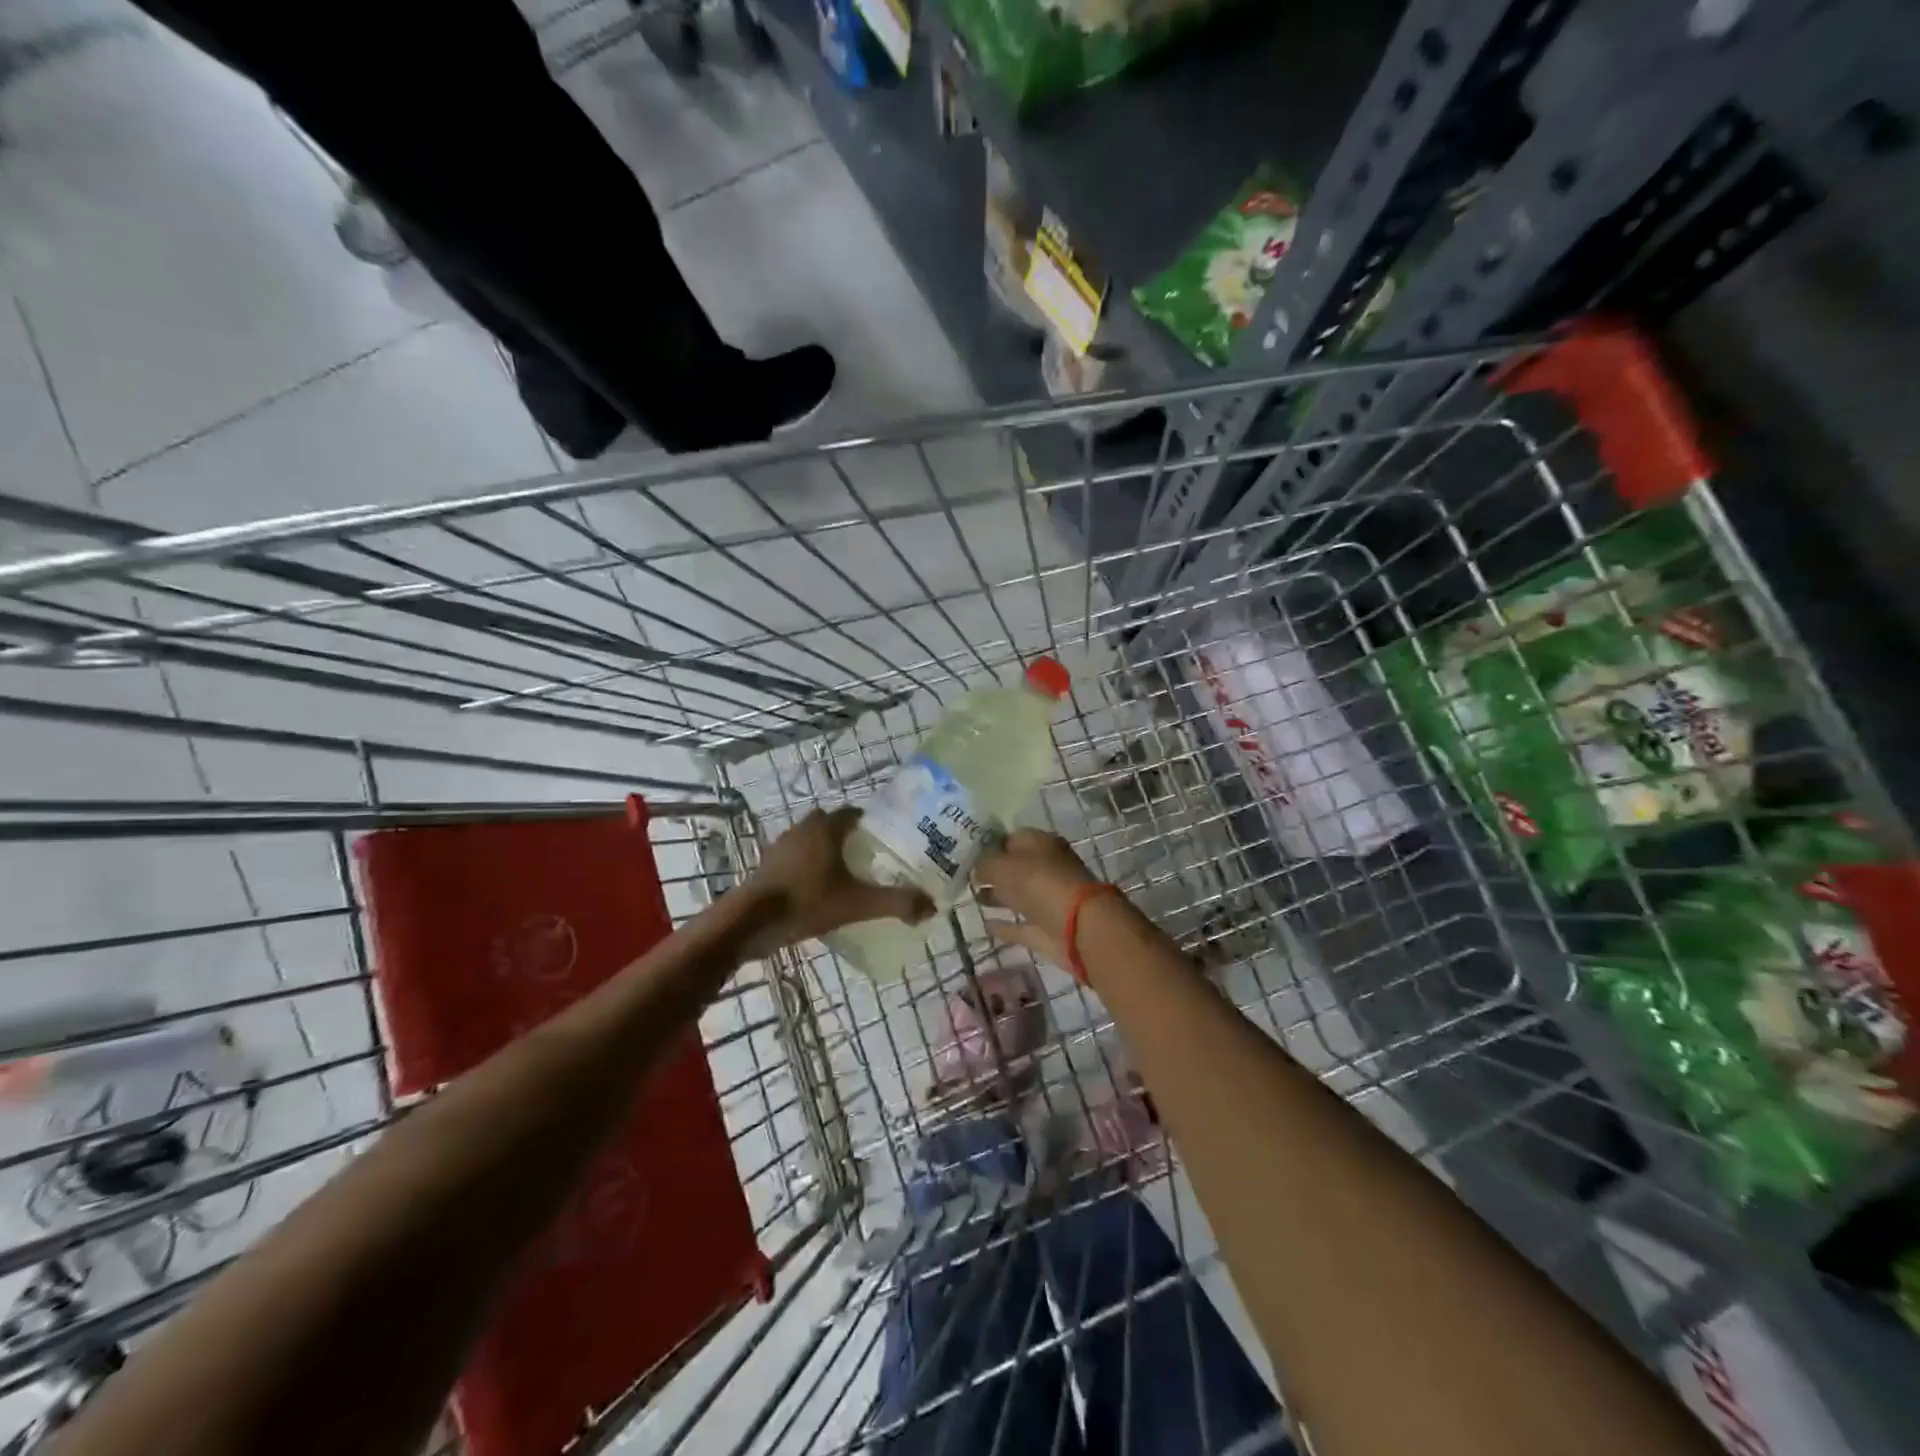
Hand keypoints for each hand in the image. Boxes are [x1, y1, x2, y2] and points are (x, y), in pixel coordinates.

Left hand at [738, 807, 933, 954]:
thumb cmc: (807, 901)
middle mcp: (803, 829)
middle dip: (846, 836)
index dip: (870, 824)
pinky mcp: (768, 865)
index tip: (885, 840)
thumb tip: (931, 906)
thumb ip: (896, 902)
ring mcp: (781, 846)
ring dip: (824, 850)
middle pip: (830, 824)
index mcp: (826, 828)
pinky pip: (794, 857)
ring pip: (810, 840)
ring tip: (844, 874)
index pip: (853, 814)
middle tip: (866, 857)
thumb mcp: (858, 904)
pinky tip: (817, 889)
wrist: (752, 921)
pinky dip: (807, 866)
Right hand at [973, 830, 1102, 968]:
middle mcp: (1047, 868)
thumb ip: (985, 864)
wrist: (1079, 927)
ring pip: (1019, 895)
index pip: (1011, 838)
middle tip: (964, 876)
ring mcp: (1049, 900)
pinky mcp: (1048, 928)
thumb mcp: (1003, 865)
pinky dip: (1006, 925)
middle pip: (1016, 867)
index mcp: (1041, 844)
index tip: (965, 854)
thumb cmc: (1039, 883)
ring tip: (972, 897)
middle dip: (993, 871)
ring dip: (998, 896)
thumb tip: (976, 868)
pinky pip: (1022, 924)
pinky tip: (986, 925)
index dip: (989, 844)